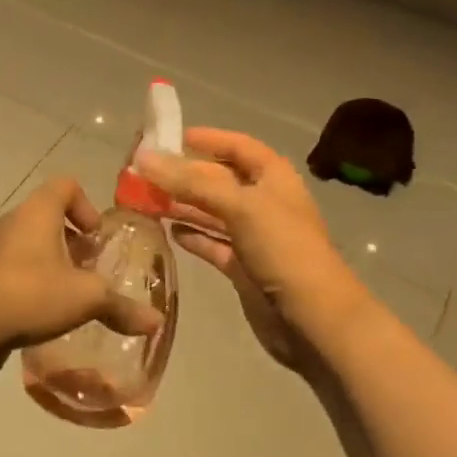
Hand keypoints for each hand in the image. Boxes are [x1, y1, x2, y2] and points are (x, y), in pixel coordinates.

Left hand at [0, 177, 160, 377]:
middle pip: (48, 216)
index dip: (87, 206)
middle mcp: (12, 222)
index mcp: (37, 212)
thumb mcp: (86, 299)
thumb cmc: (32, 294)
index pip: (65, 185)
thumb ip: (121, 307)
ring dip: (51, 264)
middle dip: (72, 241)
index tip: (95, 239)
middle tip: (89, 270)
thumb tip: (156, 323)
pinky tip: (43, 314)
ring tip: (69, 295)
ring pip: (29, 245)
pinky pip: (12, 270)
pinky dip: (31, 283)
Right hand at [135, 128, 357, 379]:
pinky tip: (166, 232)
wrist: (313, 319)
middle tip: (142, 172)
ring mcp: (254, 236)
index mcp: (273, 177)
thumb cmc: (283, 249)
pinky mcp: (243, 267)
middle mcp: (263, 202)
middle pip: (219, 179)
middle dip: (184, 174)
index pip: (237, 146)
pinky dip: (192, 236)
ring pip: (211, 212)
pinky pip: (212, 243)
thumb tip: (143, 156)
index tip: (168, 137)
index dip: (207, 139)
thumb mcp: (240, 206)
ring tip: (144, 200)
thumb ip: (191, 181)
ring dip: (182, 205)